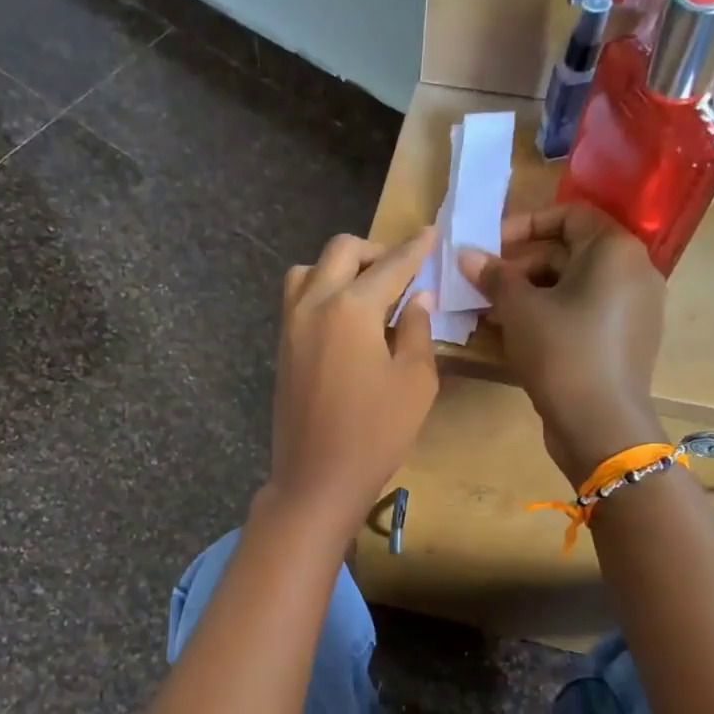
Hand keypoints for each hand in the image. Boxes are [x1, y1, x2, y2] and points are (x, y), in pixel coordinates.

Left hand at [266, 229, 438, 532]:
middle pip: (341, 252)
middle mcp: (314, 304)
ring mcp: (290, 324)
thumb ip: (418, 330)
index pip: (390, 265)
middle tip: (402, 269)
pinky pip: (297, 297)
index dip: (415, 249)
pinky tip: (345, 317)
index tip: (431, 234)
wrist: (317, 478)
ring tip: (367, 291)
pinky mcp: (282, 346)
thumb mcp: (415, 381)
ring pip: (309, 270)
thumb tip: (418, 297)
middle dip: (375, 250)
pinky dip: (320, 289)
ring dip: (339, 267)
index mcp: (352, 308)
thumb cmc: (376, 434)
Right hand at [460, 204, 665, 485]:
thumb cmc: (561, 353)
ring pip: (573, 286)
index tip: (489, 246)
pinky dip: (550, 315)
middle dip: (520, 266)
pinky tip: (515, 335)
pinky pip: (583, 313)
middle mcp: (633, 271)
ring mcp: (633, 308)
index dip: (524, 225)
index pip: (569, 215)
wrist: (600, 424)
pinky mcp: (625, 340)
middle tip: (482, 286)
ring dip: (529, 293)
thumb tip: (465, 254)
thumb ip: (493, 276)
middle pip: (569, 252)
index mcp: (615, 251)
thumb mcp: (519, 310)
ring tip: (490, 313)